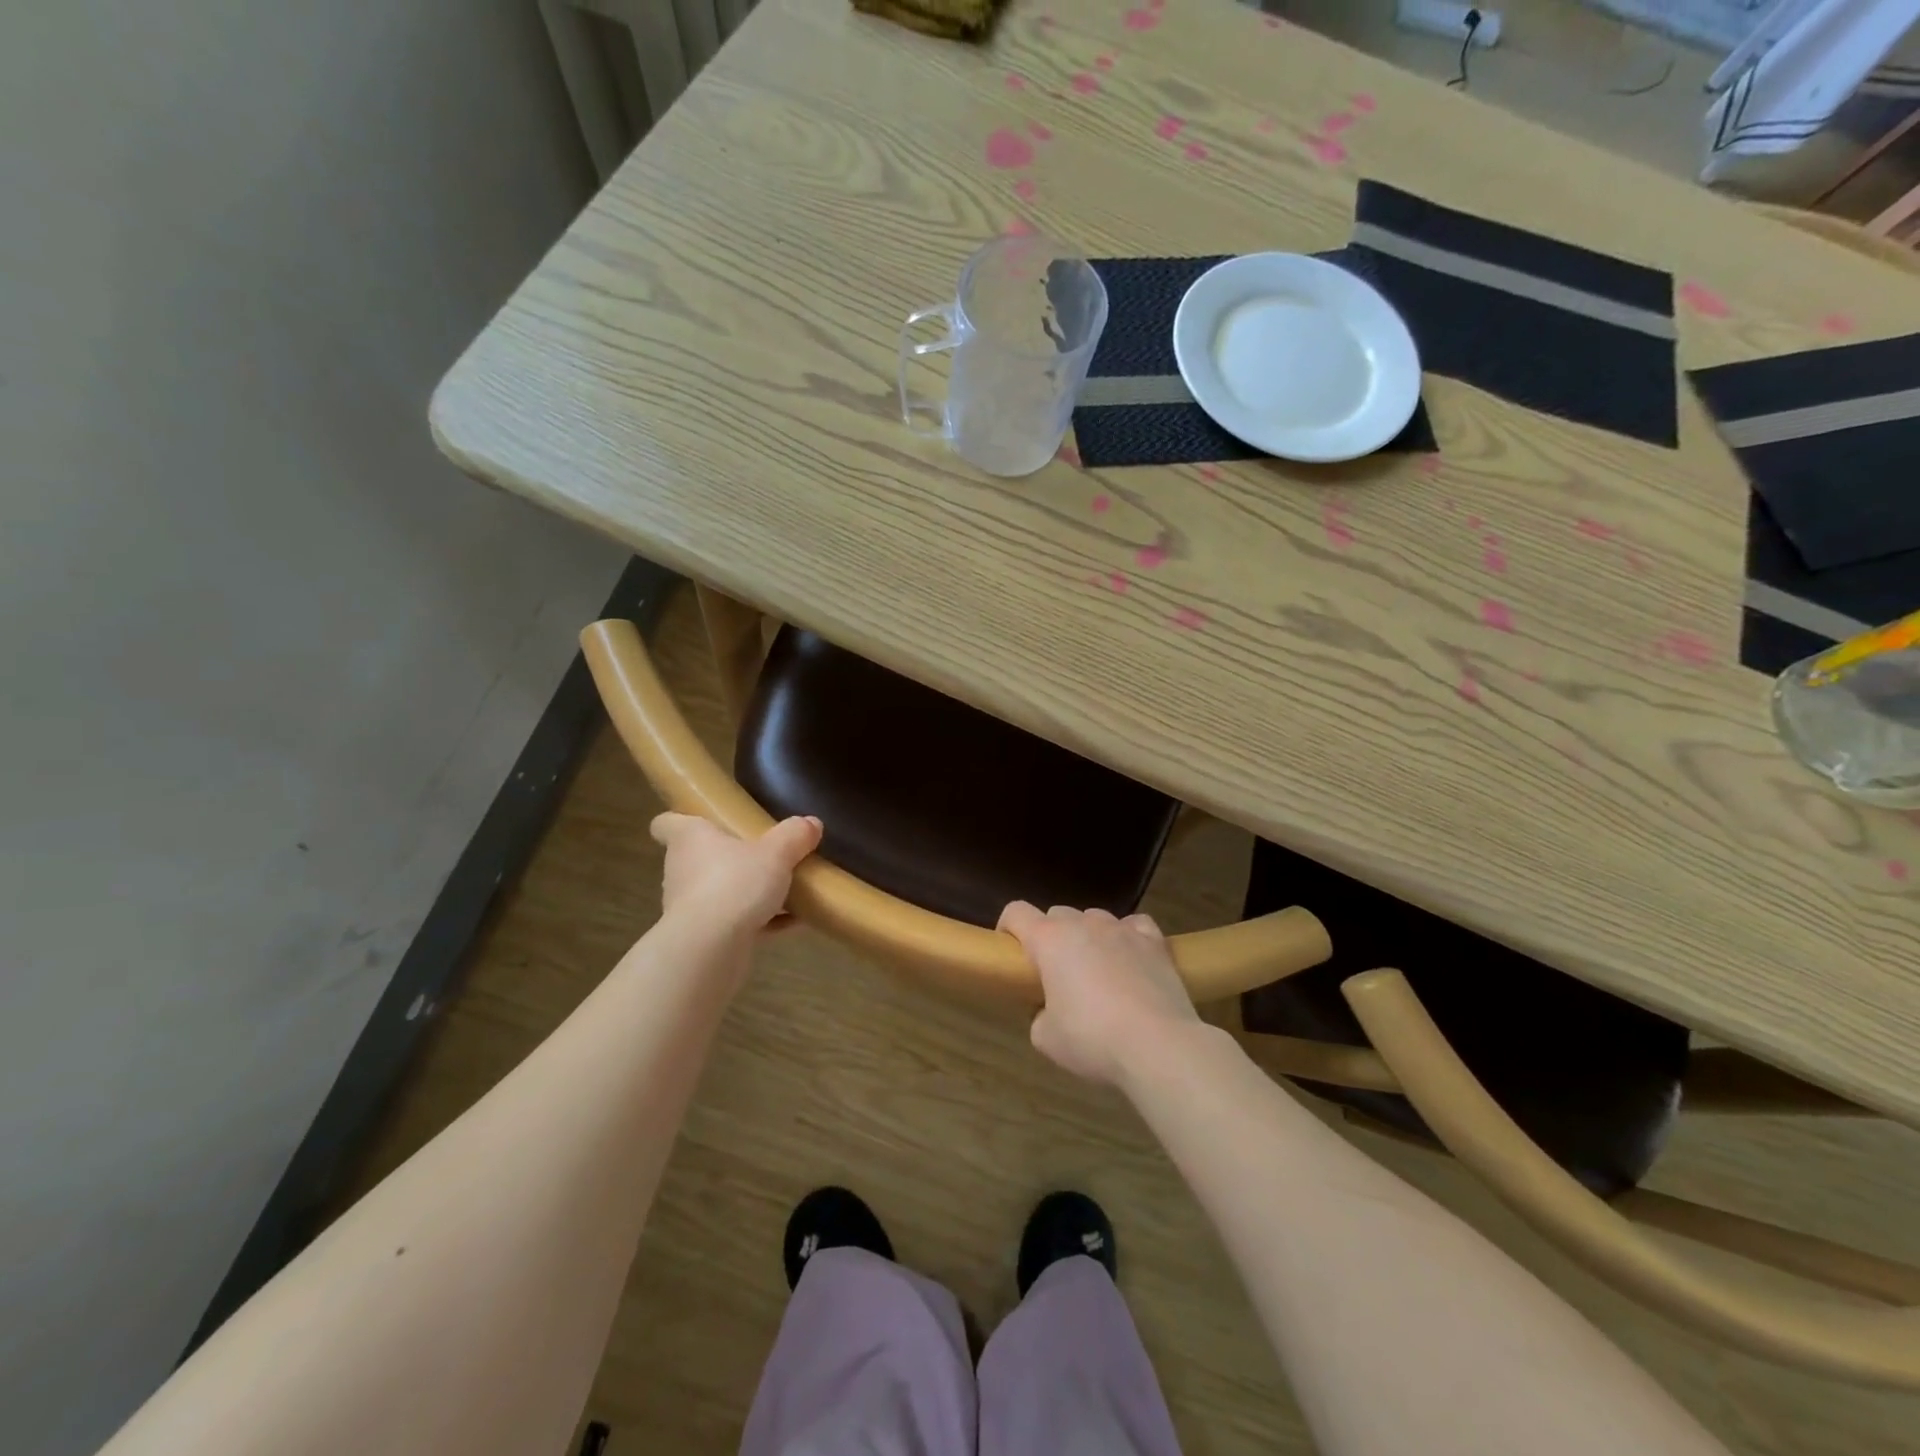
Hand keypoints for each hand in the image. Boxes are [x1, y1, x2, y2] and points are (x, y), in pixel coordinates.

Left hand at [651, 812, 822, 935]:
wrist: (711, 949)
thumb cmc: (734, 883)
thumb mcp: (776, 853)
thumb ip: (794, 836)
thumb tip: (811, 823)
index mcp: (690, 839)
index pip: (665, 824)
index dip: (679, 819)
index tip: (702, 821)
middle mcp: (682, 870)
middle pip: (698, 858)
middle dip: (727, 859)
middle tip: (760, 856)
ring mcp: (689, 907)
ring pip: (717, 892)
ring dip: (745, 893)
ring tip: (784, 892)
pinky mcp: (703, 938)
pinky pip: (735, 922)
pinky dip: (760, 921)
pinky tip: (794, 922)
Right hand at [997, 902, 1200, 1085]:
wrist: (1158, 1045)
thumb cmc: (1092, 1039)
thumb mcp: (1046, 1038)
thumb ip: (1039, 1015)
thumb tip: (1049, 1010)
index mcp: (1049, 939)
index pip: (1016, 912)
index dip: (1008, 927)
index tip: (1011, 952)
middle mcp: (1083, 924)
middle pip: (1056, 914)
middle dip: (1051, 937)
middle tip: (1055, 973)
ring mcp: (1121, 928)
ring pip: (1094, 918)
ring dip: (1088, 936)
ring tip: (1096, 970)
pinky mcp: (1154, 940)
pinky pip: (1134, 925)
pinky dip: (1127, 937)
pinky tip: (1130, 959)